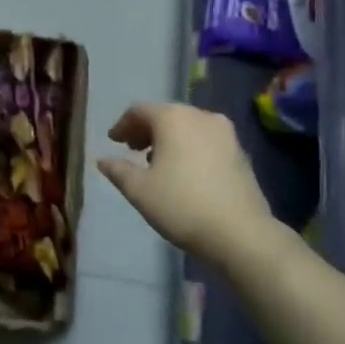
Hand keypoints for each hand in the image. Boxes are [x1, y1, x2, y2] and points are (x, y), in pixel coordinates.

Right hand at [98, 103, 275, 265]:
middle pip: (166, 115)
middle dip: (146, 130)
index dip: (122, 125)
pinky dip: (190, 147)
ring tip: (157, 162)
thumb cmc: (181, 205)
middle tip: (132, 150)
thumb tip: (103, 160)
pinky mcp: (241, 151)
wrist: (240, 232)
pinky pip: (206, 140)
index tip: (113, 142)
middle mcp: (201, 116)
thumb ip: (118, 170)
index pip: (139, 111)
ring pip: (188, 126)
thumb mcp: (139, 190)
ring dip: (169, 139)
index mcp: (173, 118)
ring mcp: (226, 133)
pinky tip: (185, 171)